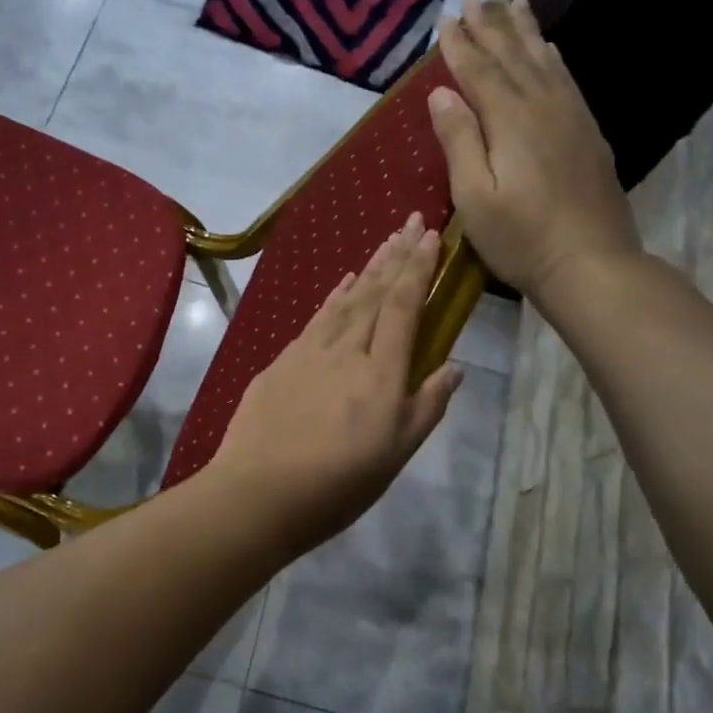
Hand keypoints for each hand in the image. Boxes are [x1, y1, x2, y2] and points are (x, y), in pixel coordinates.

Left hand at [208, 213, 462, 552]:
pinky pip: (316, 317)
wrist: (258, 491)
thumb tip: (454, 367)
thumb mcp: (396, 455)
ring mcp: (309, 352)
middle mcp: (346, 351)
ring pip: (345, 299)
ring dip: (368, 268)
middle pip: (375, 293)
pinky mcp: (281, 361)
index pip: (403, 307)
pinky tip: (342, 283)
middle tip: (412, 220)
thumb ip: (426, 406)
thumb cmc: (336, 484)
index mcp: (381, 373)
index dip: (418, 269)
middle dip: (396, 254)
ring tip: (384, 241)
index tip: (432, 236)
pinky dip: (333, 296)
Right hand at [430, 0, 640, 306]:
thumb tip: (442, 93)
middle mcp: (544, 106)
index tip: (445, 19)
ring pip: (544, 61)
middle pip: (514, 56)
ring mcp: (572, 117)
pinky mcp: (589, 133)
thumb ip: (459, 140)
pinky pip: (567, 80)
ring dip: (525, 31)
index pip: (479, 71)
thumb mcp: (475, 197)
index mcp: (511, 120)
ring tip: (513, 2)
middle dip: (491, 25)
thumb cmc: (522, 238)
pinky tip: (549, 50)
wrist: (591, 263)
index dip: (460, 45)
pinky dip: (552, 58)